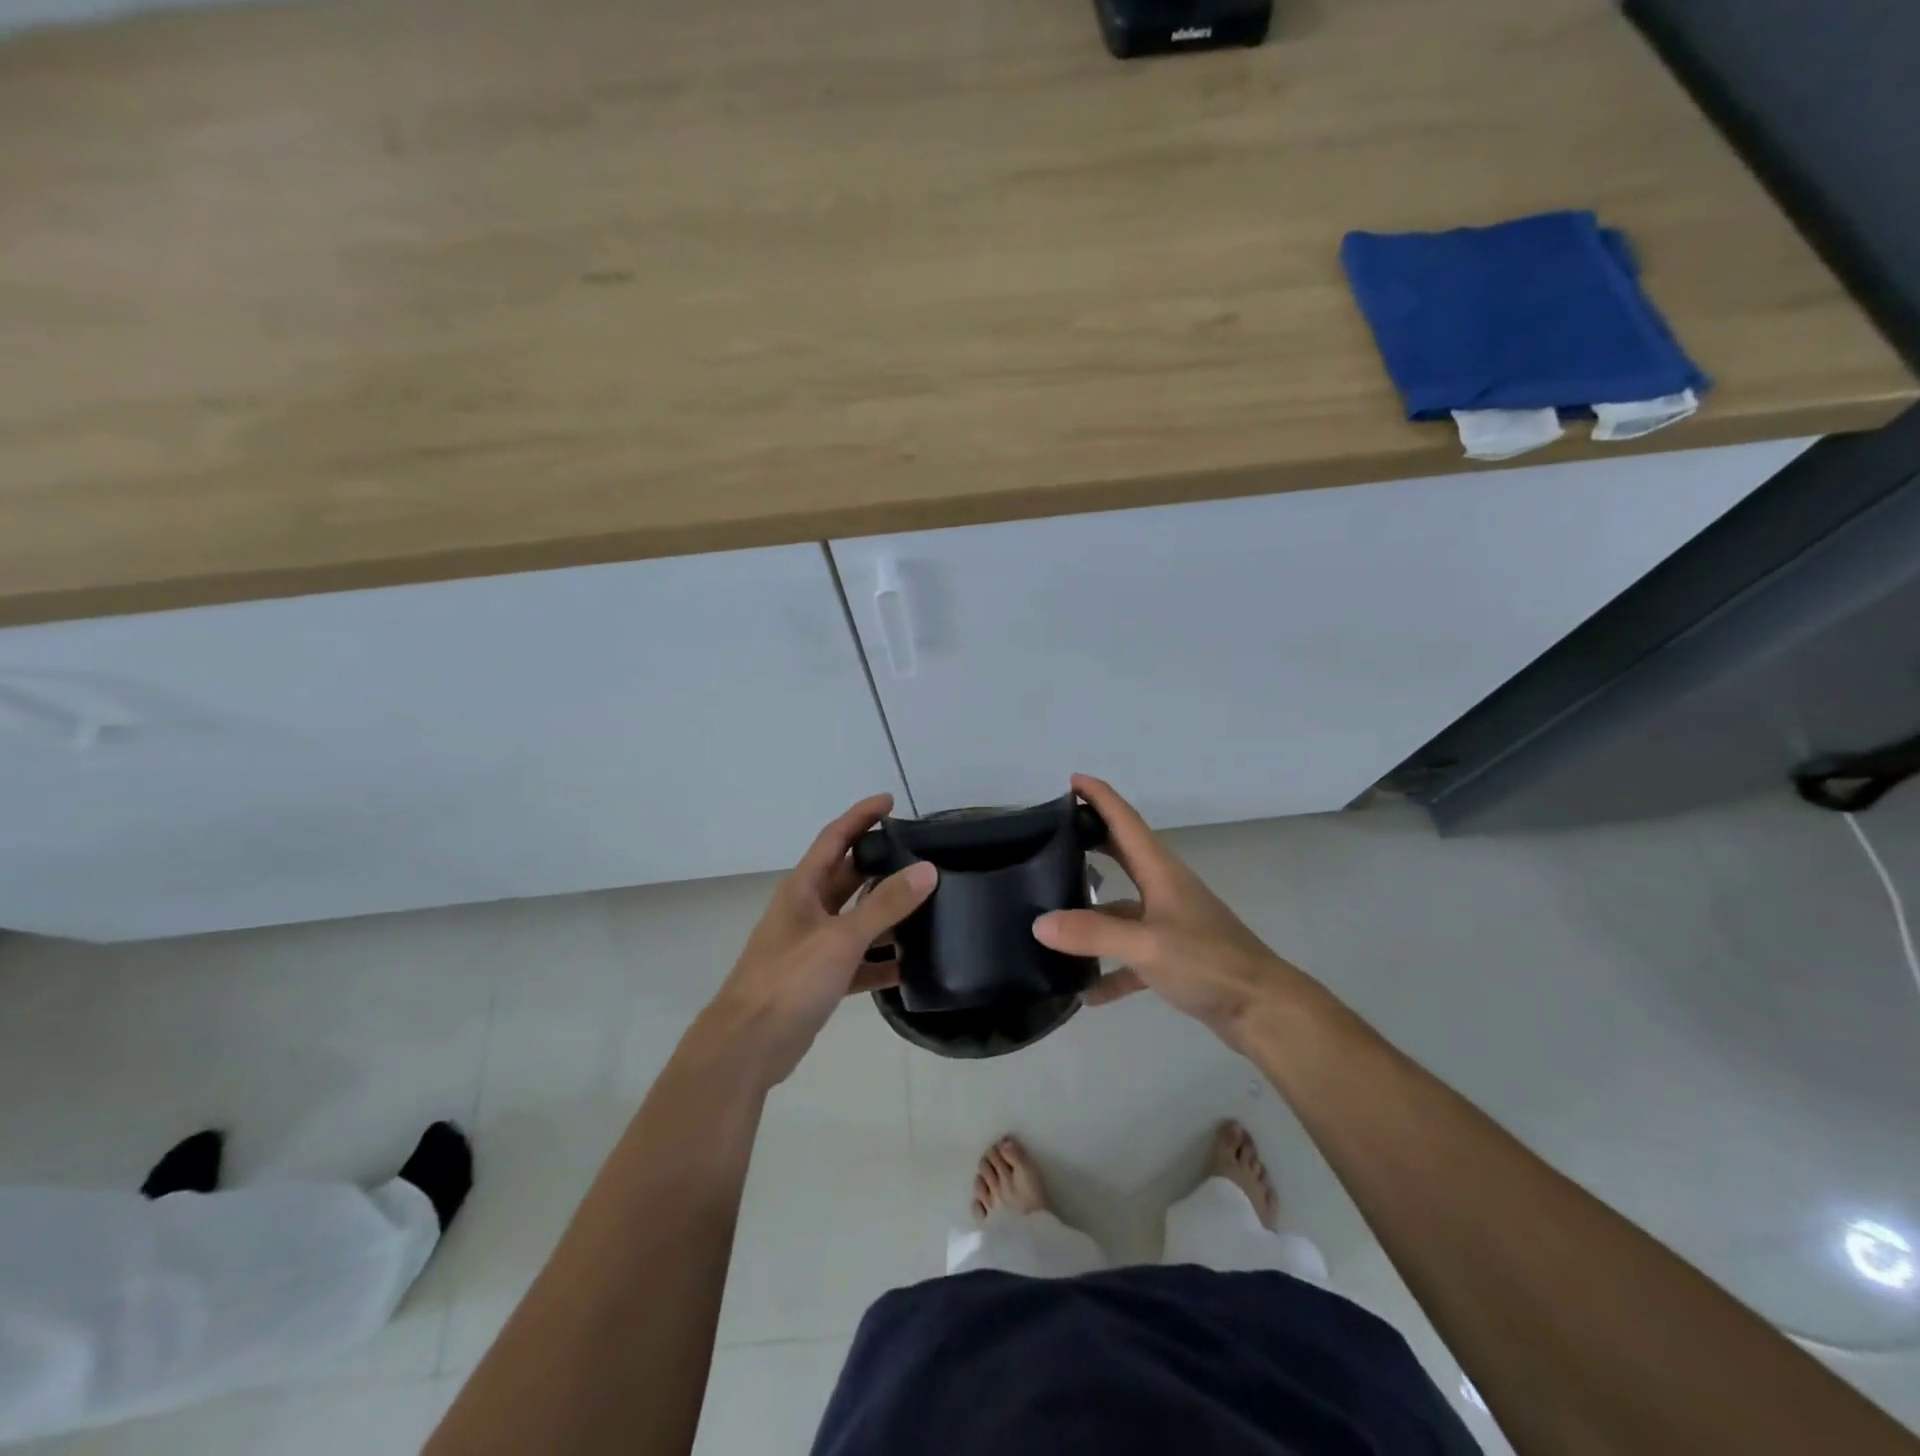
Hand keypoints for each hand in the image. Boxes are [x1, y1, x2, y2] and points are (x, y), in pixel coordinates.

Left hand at [703, 794, 936, 1085]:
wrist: (746, 1047)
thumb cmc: (788, 981)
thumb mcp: (840, 938)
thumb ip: (885, 905)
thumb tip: (927, 870)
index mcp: (803, 889)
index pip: (834, 838)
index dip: (861, 816)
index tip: (890, 801)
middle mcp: (806, 910)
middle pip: (847, 876)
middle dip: (878, 862)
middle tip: (919, 853)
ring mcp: (811, 946)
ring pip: (855, 919)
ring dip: (884, 913)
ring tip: (925, 905)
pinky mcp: (818, 979)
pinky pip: (856, 961)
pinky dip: (879, 961)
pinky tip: (909, 967)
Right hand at [1033, 775, 1316, 1051]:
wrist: (1262, 1010)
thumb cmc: (1208, 963)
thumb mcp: (1146, 945)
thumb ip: (1092, 934)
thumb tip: (1039, 923)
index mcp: (1160, 872)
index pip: (1125, 821)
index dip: (1100, 797)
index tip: (1071, 780)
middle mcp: (1164, 890)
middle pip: (1122, 855)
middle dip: (1090, 840)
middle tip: (1051, 836)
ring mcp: (1169, 924)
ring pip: (1121, 909)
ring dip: (1091, 915)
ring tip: (1051, 918)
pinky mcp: (1173, 958)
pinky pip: (1131, 958)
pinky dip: (1110, 971)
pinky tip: (1088, 993)